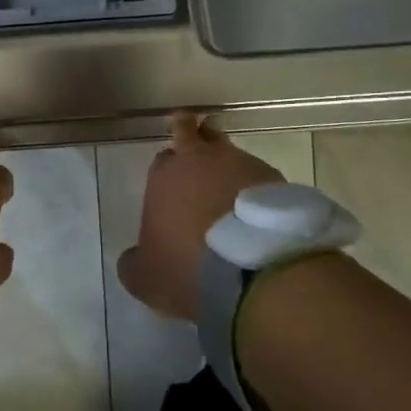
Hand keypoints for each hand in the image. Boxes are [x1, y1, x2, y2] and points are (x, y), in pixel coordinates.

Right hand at [117, 112, 283, 320]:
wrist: (255, 269)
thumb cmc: (188, 268)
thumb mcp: (145, 277)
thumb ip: (134, 262)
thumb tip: (134, 258)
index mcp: (165, 176)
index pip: (163, 158)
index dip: (167, 167)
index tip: (170, 179)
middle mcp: (202, 161)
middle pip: (197, 134)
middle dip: (194, 134)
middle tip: (197, 138)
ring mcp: (243, 166)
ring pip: (231, 153)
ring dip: (228, 165)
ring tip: (230, 183)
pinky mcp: (277, 180)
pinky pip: (260, 178)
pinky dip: (255, 189)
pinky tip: (256, 210)